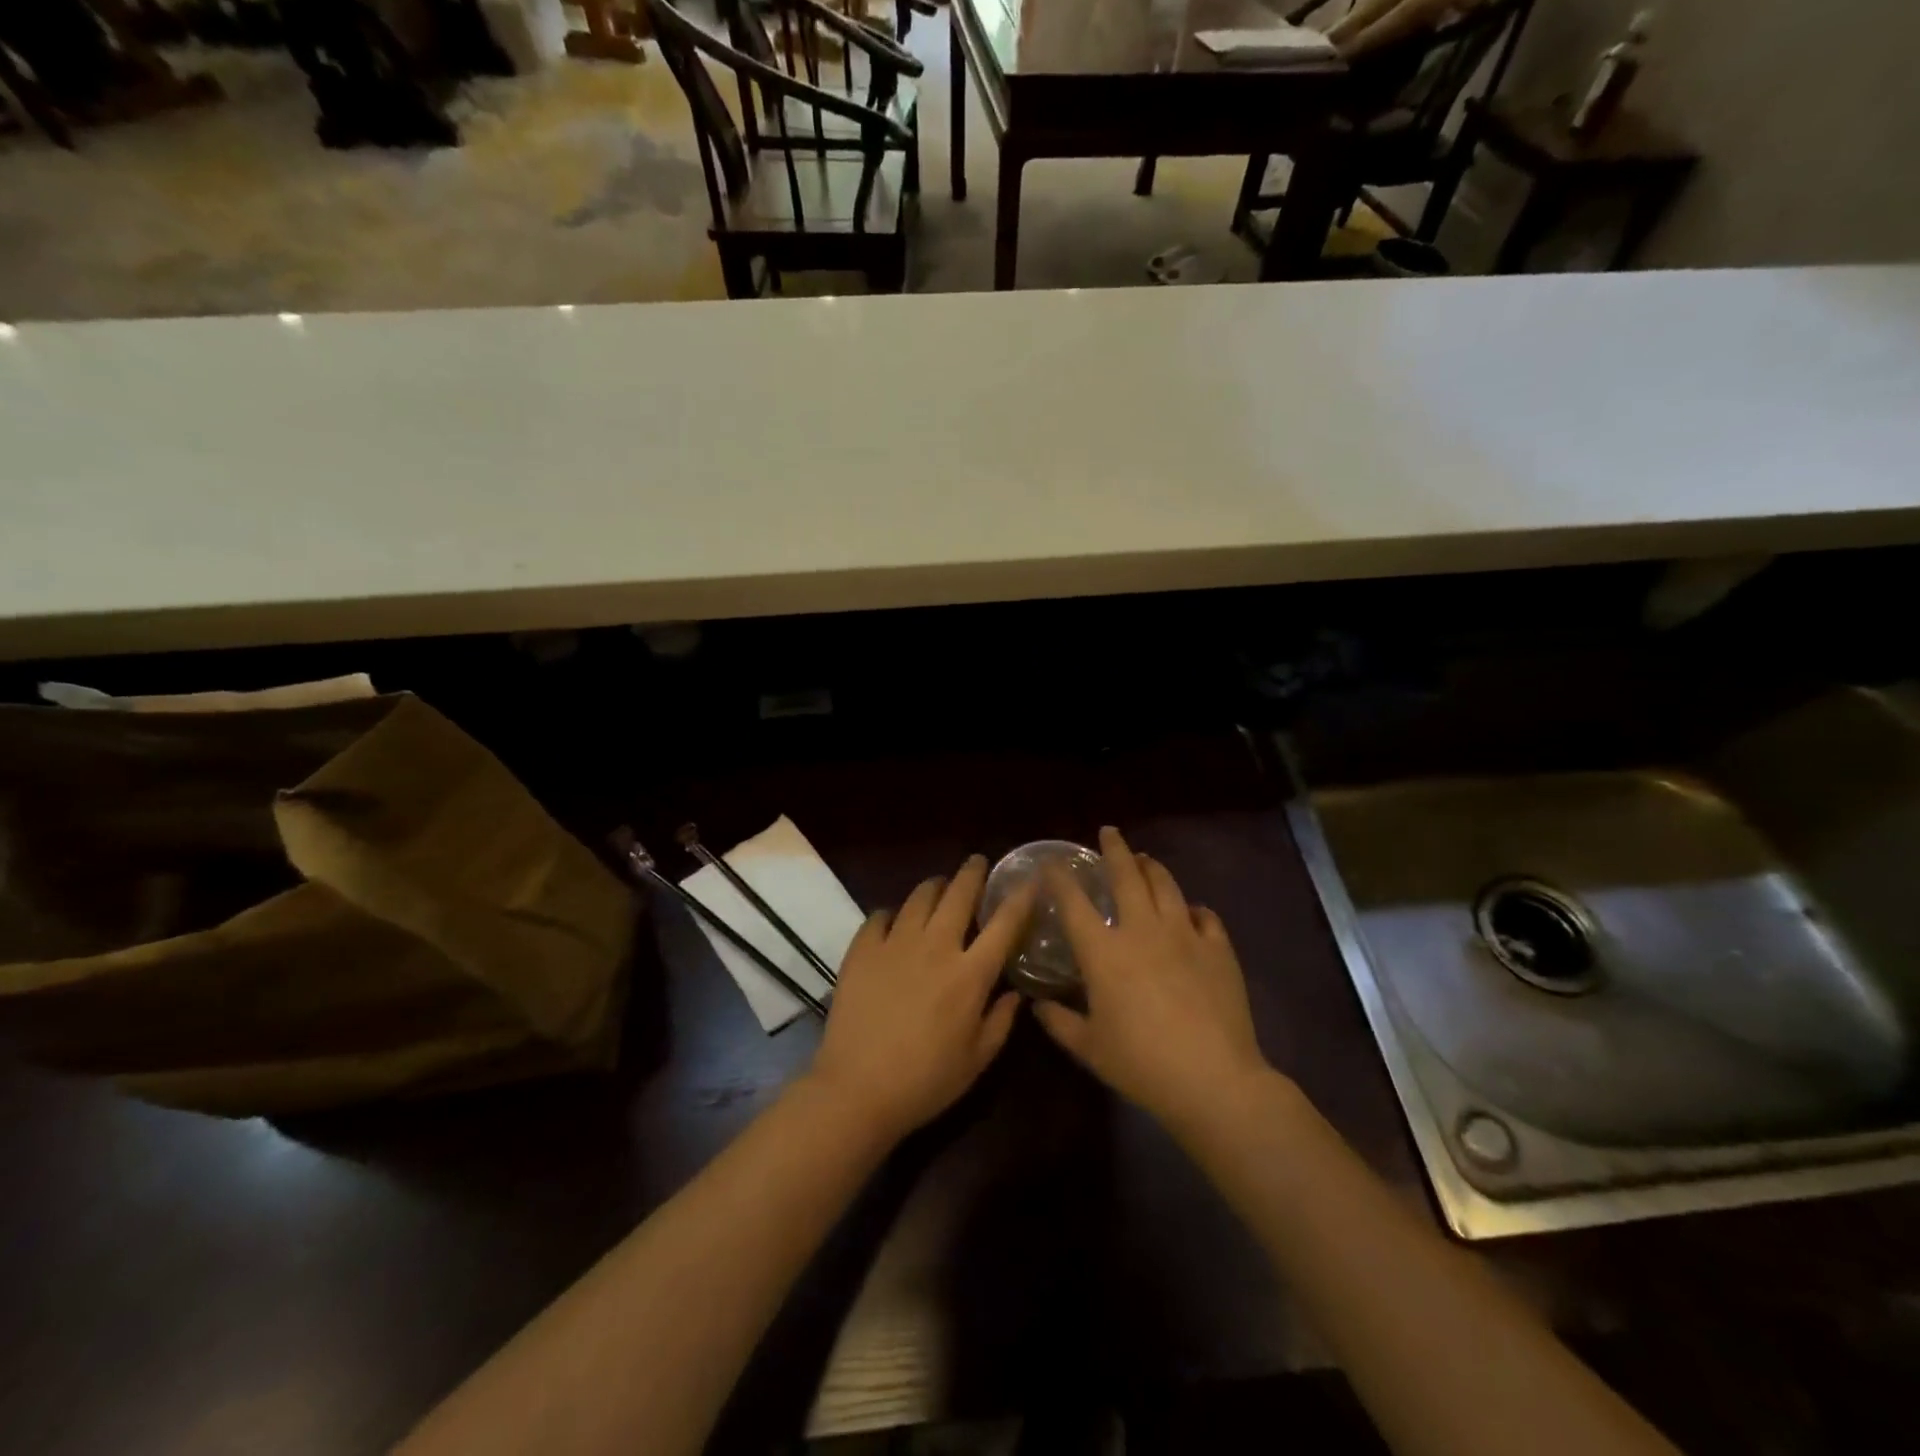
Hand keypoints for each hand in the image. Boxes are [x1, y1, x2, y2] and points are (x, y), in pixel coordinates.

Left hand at [808, 855, 1033, 1142]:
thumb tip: (1015, 991)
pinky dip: (892, 913)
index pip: (1003, 924)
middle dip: (972, 873)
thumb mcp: (977, 1061)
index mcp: (969, 974)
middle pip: (959, 894)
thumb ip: (1001, 1021)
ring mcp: (895, 944)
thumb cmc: (925, 1081)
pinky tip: (894, 920)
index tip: (1029, 878)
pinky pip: (880, 916)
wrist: (857, 1089)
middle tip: (977, 863)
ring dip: (934, 887)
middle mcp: (935, 947)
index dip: (1020, 897)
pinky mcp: (862, 950)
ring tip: (939, 887)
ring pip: (919, 897)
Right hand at [1032, 826, 1269, 1133]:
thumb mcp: (1089, 1048)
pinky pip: (1205, 916)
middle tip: (1109, 832)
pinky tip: (1191, 912)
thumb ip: (1059, 1023)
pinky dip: (1193, 908)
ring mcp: (1184, 935)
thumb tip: (1037, 1005)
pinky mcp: (1218, 949)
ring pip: (1166, 886)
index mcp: (1104, 952)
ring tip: (1145, 859)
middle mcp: (1142, 930)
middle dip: (1114, 849)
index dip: (1060, 878)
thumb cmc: (1141, 1064)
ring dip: (1152, 867)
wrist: (1213, 1079)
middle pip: (1127, 876)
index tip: (1052, 862)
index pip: (1074, 903)